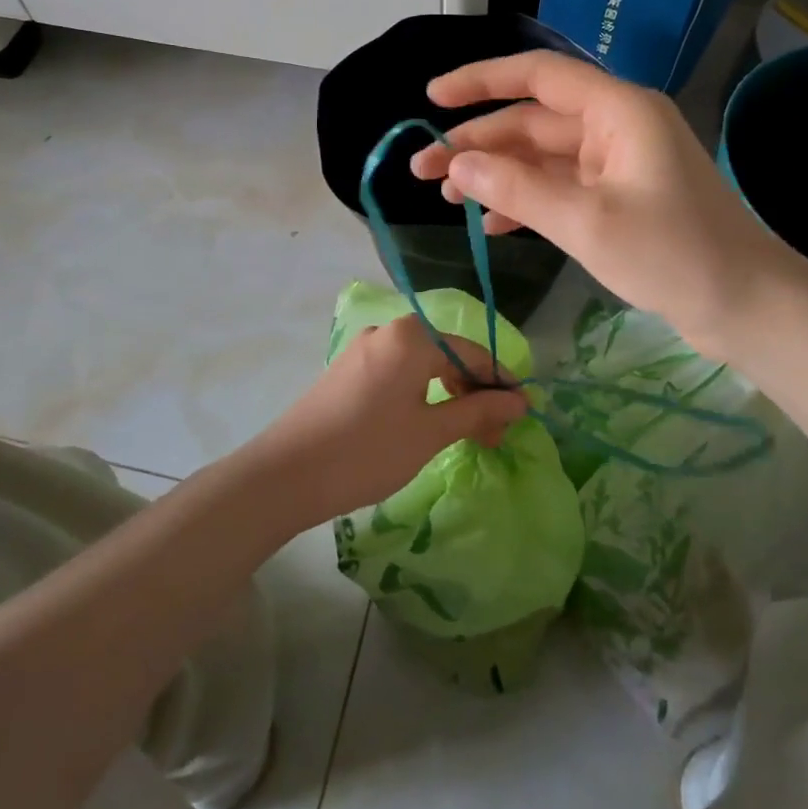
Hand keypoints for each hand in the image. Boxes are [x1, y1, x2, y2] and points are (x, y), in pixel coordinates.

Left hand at [246, 315, 528, 526]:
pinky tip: (427, 424)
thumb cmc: (367, 451)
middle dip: (474, 392)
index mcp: (410, 338)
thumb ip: (477, 411)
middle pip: (446, 355)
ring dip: (449, 395)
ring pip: (422, 365)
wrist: (286, 475)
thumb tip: (519, 401)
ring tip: (465, 434)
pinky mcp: (347, 371)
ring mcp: (363, 350)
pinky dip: (421, 395)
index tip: (521, 414)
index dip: (500, 382)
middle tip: (493, 435)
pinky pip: (398, 374)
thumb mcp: (430, 433)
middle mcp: (387, 332)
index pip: (471, 351)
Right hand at [410, 52, 789, 358]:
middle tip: (422, 169)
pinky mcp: (620, 198)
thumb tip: (457, 164)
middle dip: (477, 142)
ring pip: (543, 157)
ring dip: (497, 173)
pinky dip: (526, 201)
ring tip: (447, 197)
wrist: (746, 305)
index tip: (433, 97)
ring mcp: (618, 164)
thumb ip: (517, 189)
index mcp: (617, 111)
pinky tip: (493, 225)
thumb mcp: (586, 222)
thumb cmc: (673, 255)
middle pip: (533, 121)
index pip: (538, 76)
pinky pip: (561, 187)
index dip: (480, 81)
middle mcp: (616, 126)